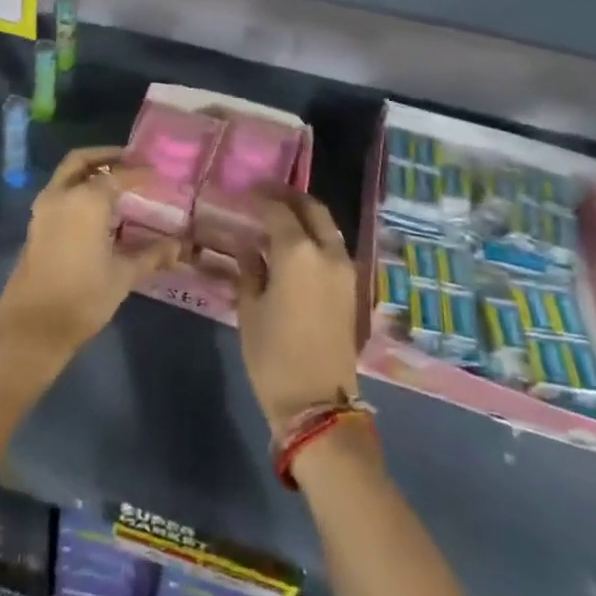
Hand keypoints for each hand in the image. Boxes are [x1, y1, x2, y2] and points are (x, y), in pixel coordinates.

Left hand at [0, 147, 179, 375]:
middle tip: (131, 161)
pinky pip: (59, 192)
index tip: (158, 172)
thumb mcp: (123, 275)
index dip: (139, 172)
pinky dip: (78, 188)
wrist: (34, 326)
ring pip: (67, 175)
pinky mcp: (36, 224)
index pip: (117, 175)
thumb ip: (152, 255)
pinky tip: (98, 208)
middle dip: (106, 157)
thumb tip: (179, 247)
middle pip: (82, 161)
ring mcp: (44, 209)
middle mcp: (61, 195)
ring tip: (117, 182)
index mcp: (85, 200)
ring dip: (90, 171)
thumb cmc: (84, 297)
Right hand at [237, 193, 361, 436]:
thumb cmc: (272, 354)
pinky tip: (294, 246)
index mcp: (298, 252)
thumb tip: (250, 247)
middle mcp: (327, 252)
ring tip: (279, 218)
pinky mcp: (351, 288)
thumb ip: (250, 269)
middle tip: (265, 194)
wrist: (317, 402)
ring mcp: (345, 270)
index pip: (277, 210)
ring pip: (327, 227)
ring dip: (305, 216)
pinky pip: (332, 248)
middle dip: (289, 197)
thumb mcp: (249, 308)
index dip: (260, 198)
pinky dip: (315, 236)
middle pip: (312, 209)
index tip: (244, 192)